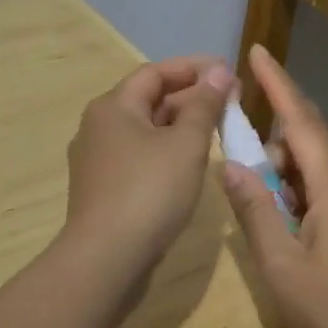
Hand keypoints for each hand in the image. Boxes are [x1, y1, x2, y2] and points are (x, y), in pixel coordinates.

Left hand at [63, 56, 234, 280]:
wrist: (106, 259)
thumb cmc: (149, 191)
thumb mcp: (186, 144)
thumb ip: (204, 105)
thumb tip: (219, 72)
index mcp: (113, 106)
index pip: (155, 72)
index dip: (193, 68)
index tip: (228, 72)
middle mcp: (98, 126)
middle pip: (148, 99)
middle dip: (190, 97)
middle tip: (230, 103)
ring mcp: (97, 159)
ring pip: (144, 130)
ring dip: (179, 125)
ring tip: (216, 131)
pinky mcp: (102, 188)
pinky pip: (138, 156)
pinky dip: (165, 150)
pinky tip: (188, 164)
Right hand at [220, 46, 327, 327]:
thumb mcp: (280, 264)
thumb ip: (254, 210)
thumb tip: (231, 166)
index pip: (300, 120)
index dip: (277, 83)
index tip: (257, 51)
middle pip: (305, 142)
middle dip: (270, 150)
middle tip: (244, 180)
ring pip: (315, 168)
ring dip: (284, 178)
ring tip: (267, 221)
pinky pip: (326, 187)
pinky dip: (300, 193)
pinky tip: (291, 230)